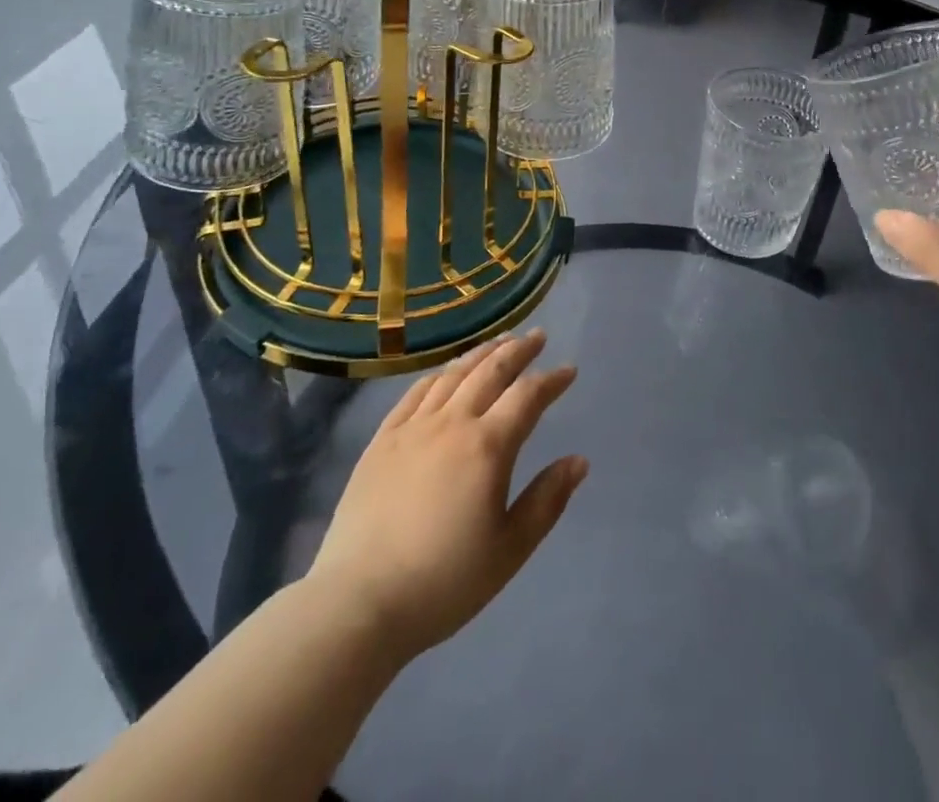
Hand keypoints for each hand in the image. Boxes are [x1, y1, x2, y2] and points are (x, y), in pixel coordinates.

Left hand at [305, 330, 585, 663]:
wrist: (359, 602)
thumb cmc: (444, 581)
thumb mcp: (509, 549)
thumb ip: (547, 500)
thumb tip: (578, 460)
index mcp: (488, 446)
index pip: (527, 396)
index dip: (551, 380)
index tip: (568, 371)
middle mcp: (452, 423)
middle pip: (491, 371)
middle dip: (518, 350)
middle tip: (537, 336)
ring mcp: (413, 427)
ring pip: (453, 374)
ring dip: (481, 354)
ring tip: (499, 342)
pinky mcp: (382, 440)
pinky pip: (415, 393)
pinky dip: (439, 375)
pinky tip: (446, 372)